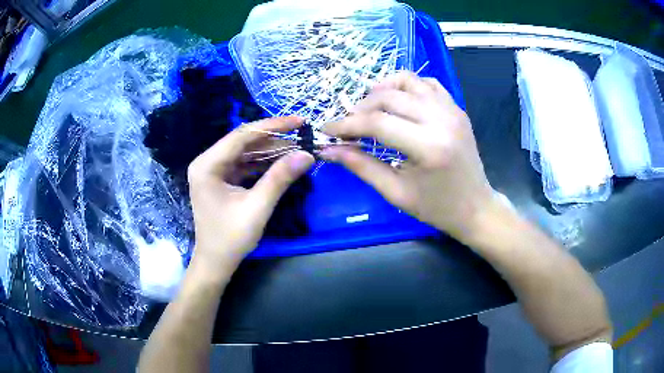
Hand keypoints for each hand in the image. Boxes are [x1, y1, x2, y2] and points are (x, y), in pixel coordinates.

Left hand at [187, 117, 313, 272]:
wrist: (216, 263)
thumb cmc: (230, 238)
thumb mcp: (257, 207)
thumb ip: (280, 178)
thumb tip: (307, 155)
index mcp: (208, 164)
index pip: (243, 135)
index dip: (273, 125)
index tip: (300, 121)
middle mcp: (207, 162)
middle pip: (244, 142)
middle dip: (274, 139)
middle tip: (302, 138)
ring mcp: (213, 171)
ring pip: (246, 152)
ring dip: (270, 151)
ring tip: (297, 150)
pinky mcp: (221, 180)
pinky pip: (245, 165)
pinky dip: (263, 164)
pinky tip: (282, 163)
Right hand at [321, 72, 495, 242]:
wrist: (476, 207)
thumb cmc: (436, 207)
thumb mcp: (395, 192)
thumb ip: (361, 166)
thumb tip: (328, 150)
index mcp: (428, 147)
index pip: (377, 123)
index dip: (346, 124)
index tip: (327, 130)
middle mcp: (441, 120)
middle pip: (389, 97)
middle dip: (360, 108)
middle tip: (348, 126)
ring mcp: (452, 109)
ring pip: (407, 81)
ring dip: (382, 90)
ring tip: (369, 108)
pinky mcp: (456, 107)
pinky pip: (427, 83)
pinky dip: (406, 86)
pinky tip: (398, 101)